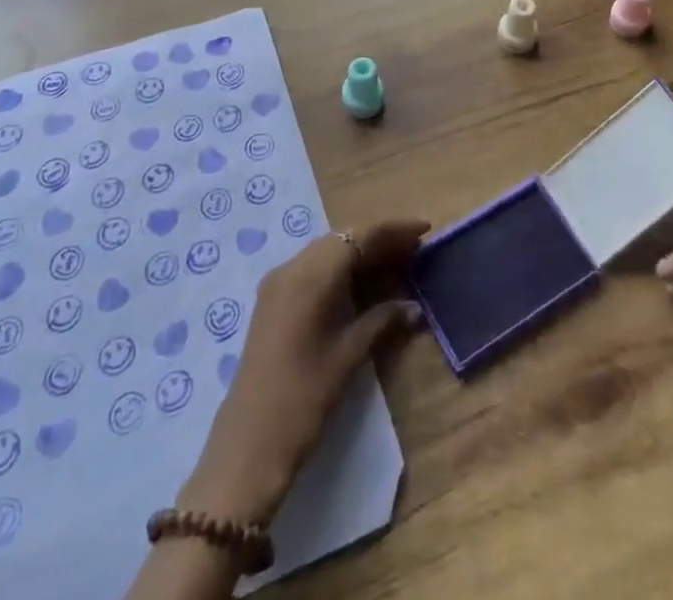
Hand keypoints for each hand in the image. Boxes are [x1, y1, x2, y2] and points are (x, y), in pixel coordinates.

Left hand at [178, 219, 427, 523]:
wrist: (248, 445)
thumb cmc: (304, 398)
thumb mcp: (348, 355)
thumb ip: (382, 321)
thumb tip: (414, 307)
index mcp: (311, 275)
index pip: (360, 236)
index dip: (394, 229)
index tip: (424, 228)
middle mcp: (292, 267)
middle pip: (342, 238)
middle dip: (379, 239)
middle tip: (414, 248)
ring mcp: (278, 282)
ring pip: (327, 251)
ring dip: (359, 251)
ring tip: (395, 261)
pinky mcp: (272, 299)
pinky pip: (312, 267)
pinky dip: (339, 267)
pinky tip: (361, 282)